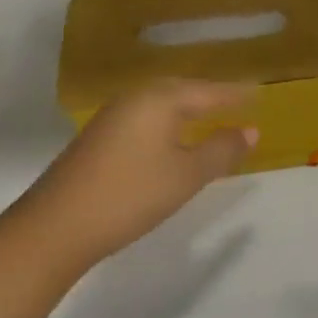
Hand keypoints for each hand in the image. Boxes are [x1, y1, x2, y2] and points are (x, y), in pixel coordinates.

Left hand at [13, 79, 255, 279]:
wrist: (57, 226)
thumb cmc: (132, 194)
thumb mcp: (187, 174)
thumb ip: (222, 150)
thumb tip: (251, 130)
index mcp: (159, 100)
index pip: (208, 91)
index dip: (235, 95)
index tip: (260, 95)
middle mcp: (134, 99)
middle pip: (181, 90)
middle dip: (210, 96)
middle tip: (238, 102)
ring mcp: (112, 118)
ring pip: (160, 105)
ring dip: (188, 109)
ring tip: (211, 117)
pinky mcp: (99, 139)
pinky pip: (146, 119)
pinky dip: (168, 123)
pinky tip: (173, 139)